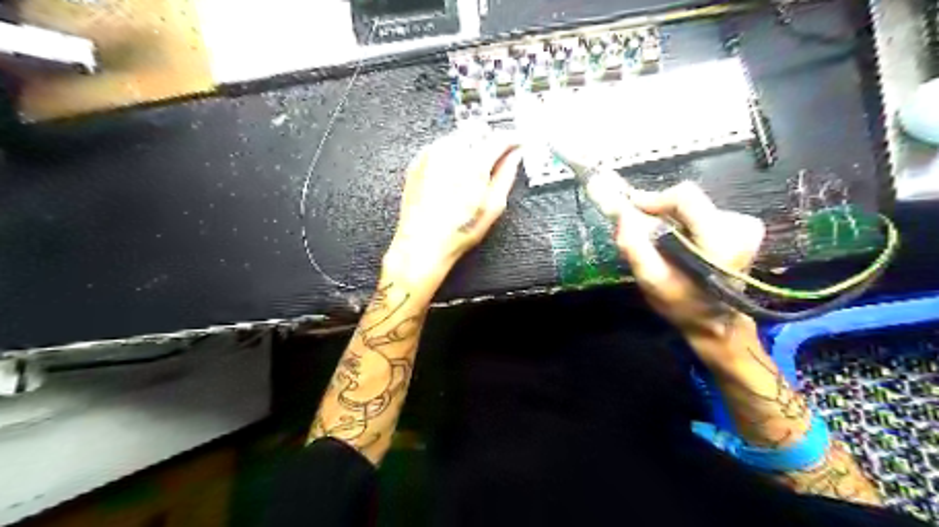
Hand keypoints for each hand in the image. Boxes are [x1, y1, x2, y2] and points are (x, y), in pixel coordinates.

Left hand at [385, 131, 524, 296]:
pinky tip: (453, 177)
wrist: (423, 242)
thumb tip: (514, 157)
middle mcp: (450, 152)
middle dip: (489, 142)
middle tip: (494, 160)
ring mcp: (431, 155)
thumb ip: (506, 175)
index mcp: (473, 163)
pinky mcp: (418, 161)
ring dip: (469, 148)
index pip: (500, 137)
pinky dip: (451, 155)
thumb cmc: (455, 231)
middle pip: (478, 131)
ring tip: (470, 175)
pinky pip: (440, 147)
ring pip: (458, 137)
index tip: (518, 142)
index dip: (513, 138)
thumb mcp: (492, 207)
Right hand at [618, 180, 762, 336]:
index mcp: (721, 240)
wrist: (716, 322)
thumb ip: (635, 247)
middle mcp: (740, 226)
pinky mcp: (743, 226)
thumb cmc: (683, 305)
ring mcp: (744, 225)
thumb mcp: (652, 282)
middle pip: (686, 200)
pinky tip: (676, 244)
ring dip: (668, 219)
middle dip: (658, 211)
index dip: (654, 199)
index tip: (630, 210)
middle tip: (636, 227)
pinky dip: (681, 224)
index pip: (685, 196)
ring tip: (656, 241)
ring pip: (691, 207)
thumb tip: (621, 213)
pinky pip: (700, 214)